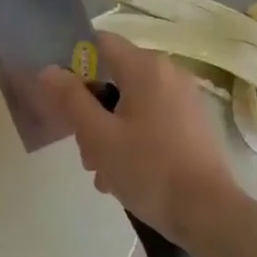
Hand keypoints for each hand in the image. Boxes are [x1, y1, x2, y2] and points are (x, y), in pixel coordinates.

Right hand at [41, 32, 241, 243]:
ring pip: (131, 102)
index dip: (74, 63)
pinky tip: (124, 174)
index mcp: (146, 67)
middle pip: (114, 76)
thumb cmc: (148, 169)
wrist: (208, 213)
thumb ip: (70, 98)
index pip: (100, 42)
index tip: (61, 96)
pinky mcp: (193, 123)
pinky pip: (152, 118)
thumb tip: (49, 70)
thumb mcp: (98, 136)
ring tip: (102, 172)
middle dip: (91, 109)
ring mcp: (185, 98)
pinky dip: (133, 137)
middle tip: (83, 148)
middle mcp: (169, 73)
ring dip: (109, 129)